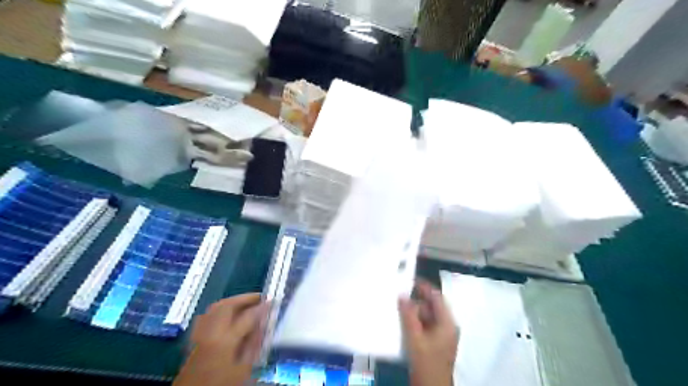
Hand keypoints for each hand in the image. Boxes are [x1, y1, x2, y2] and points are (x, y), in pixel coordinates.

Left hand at [173, 292, 266, 385]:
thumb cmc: (221, 385)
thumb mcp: (244, 369)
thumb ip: (253, 345)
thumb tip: (262, 325)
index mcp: (225, 341)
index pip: (247, 316)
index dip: (262, 308)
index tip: (272, 301)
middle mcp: (210, 333)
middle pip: (228, 305)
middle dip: (245, 298)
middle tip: (259, 298)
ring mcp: (199, 334)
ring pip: (215, 307)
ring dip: (232, 301)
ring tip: (246, 303)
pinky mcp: (193, 339)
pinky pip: (208, 315)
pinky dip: (220, 309)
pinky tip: (227, 314)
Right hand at [399, 281, 455, 385]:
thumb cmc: (426, 362)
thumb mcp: (415, 337)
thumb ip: (408, 315)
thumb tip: (402, 296)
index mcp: (447, 322)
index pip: (437, 297)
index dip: (424, 287)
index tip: (409, 279)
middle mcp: (446, 326)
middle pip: (431, 306)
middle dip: (415, 301)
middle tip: (398, 296)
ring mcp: (441, 335)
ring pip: (426, 316)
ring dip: (413, 312)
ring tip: (398, 309)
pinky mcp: (434, 342)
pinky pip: (424, 325)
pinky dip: (414, 322)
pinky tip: (403, 322)